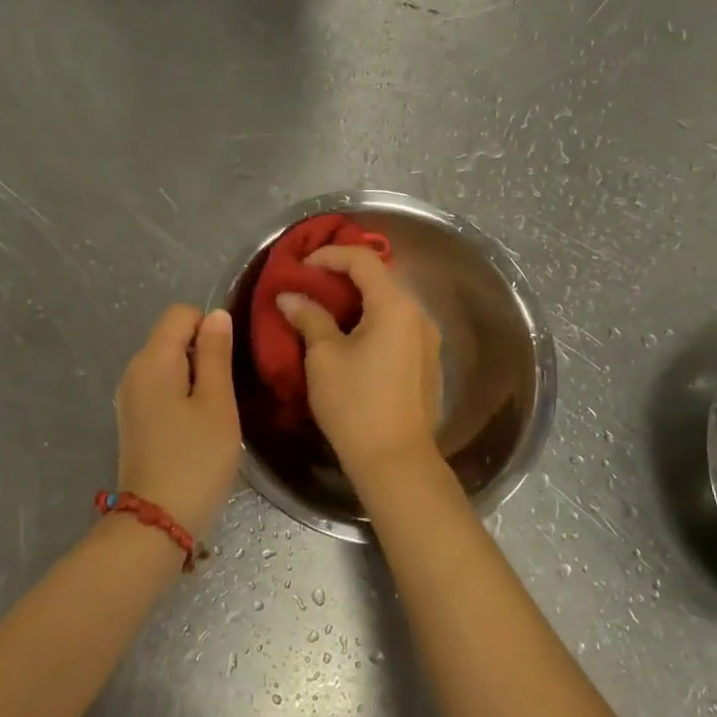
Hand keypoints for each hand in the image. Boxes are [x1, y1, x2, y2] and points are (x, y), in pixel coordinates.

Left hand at [115, 305, 241, 537]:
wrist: (157, 521)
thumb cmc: (196, 459)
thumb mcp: (217, 403)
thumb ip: (216, 354)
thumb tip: (216, 316)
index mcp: (152, 359)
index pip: (181, 313)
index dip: (210, 326)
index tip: (230, 362)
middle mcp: (134, 370)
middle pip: (172, 336)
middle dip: (204, 352)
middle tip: (228, 391)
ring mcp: (130, 397)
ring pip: (169, 363)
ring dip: (196, 376)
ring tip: (216, 411)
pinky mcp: (134, 419)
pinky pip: (162, 387)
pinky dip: (183, 394)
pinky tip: (198, 426)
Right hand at [276, 246, 441, 480]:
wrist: (396, 460)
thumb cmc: (355, 403)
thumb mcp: (324, 357)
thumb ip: (309, 318)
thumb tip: (290, 296)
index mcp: (395, 305)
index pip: (362, 260)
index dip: (329, 255)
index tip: (300, 266)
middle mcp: (418, 315)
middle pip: (379, 278)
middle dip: (341, 275)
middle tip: (308, 283)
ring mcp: (426, 339)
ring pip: (388, 304)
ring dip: (355, 299)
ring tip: (322, 309)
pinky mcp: (425, 361)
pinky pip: (395, 326)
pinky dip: (370, 320)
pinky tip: (347, 336)